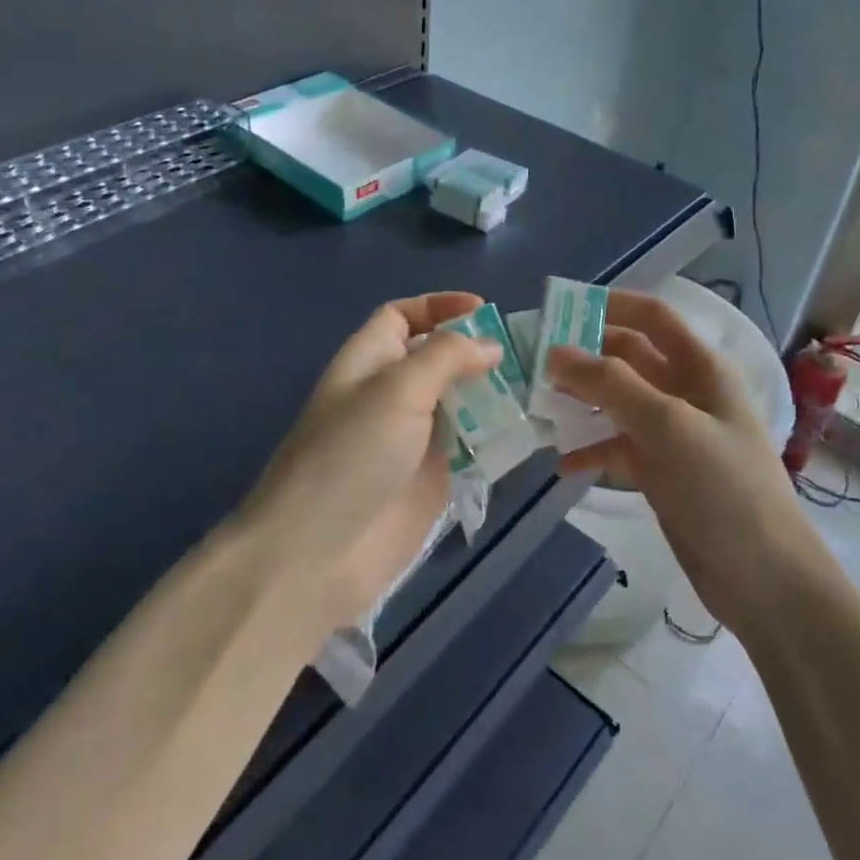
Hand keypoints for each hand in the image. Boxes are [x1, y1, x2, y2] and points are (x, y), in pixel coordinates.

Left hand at [243, 292, 499, 634]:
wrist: (319, 553)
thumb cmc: (352, 453)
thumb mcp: (397, 389)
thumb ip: (447, 357)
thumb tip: (490, 346)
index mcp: (371, 360)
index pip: (403, 316)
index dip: (439, 306)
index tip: (484, 310)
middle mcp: (392, 393)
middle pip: (439, 357)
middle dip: (478, 349)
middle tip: (529, 352)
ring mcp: (414, 437)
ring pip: (461, 400)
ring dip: (494, 391)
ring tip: (540, 386)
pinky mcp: (433, 476)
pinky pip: (471, 444)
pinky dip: (497, 433)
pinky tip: (531, 428)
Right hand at [549, 290, 808, 630]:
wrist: (763, 579)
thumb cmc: (721, 487)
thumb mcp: (666, 425)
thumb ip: (610, 384)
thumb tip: (555, 352)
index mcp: (700, 367)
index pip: (652, 316)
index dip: (610, 305)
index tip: (559, 309)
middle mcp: (686, 391)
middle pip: (628, 357)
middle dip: (585, 356)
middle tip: (533, 363)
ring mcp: (673, 433)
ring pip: (618, 402)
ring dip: (582, 402)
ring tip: (538, 407)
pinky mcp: (662, 471)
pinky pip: (619, 446)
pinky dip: (592, 450)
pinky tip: (563, 464)